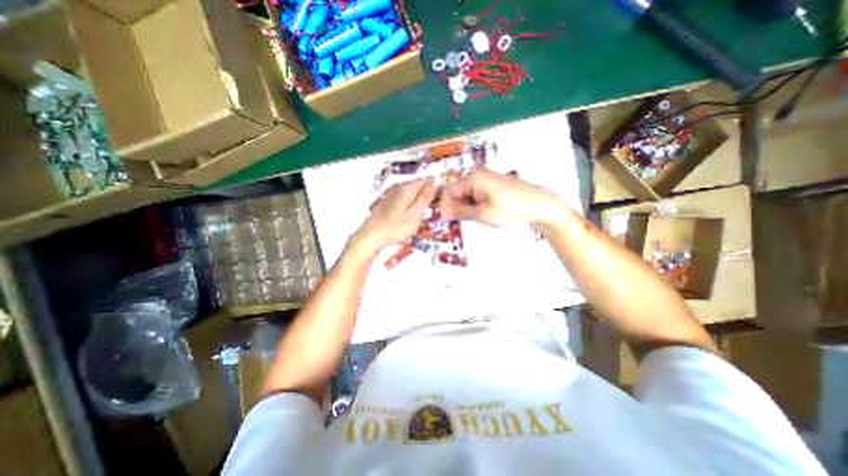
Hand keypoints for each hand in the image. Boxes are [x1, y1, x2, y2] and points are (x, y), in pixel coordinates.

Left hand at [352, 177, 435, 253]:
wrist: (370, 238)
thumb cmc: (394, 228)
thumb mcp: (414, 215)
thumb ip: (425, 197)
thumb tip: (436, 181)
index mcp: (407, 189)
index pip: (427, 180)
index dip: (438, 187)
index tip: (444, 199)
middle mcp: (399, 187)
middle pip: (419, 185)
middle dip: (430, 194)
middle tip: (436, 210)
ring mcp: (392, 194)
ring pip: (413, 193)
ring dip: (421, 200)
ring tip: (426, 214)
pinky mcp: (389, 202)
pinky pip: (406, 199)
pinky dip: (412, 205)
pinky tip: (413, 215)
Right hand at [442, 169, 564, 228]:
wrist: (537, 204)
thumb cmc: (509, 209)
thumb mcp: (482, 214)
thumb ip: (460, 212)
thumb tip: (444, 212)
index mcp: (472, 179)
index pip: (448, 191)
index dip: (446, 206)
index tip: (449, 219)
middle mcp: (477, 175)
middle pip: (457, 192)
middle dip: (458, 207)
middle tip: (468, 220)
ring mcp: (485, 179)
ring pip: (467, 195)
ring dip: (469, 207)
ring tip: (480, 216)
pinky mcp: (492, 184)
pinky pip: (477, 194)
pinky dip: (477, 205)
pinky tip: (486, 212)